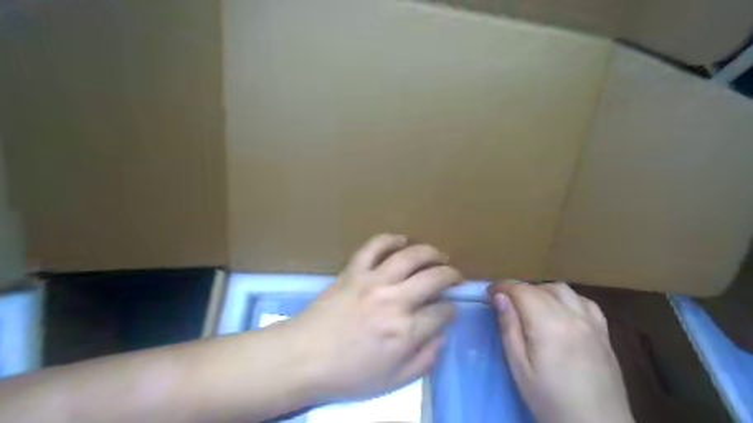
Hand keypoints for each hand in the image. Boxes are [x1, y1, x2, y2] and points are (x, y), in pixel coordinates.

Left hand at [286, 236, 458, 401]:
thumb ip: (424, 359)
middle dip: (451, 274)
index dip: (451, 309)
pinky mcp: (353, 270)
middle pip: (434, 277)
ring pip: (410, 256)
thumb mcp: (392, 381)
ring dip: (430, 252)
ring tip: (438, 255)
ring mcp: (373, 281)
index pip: (442, 312)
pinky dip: (390, 239)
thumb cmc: (347, 374)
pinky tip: (401, 240)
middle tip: (454, 276)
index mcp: (405, 331)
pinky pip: (374, 246)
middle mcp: (395, 300)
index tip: (450, 309)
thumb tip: (442, 336)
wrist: (302, 357)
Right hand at [489, 281, 632, 422]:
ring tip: (530, 305)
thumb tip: (499, 297)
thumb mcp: (519, 368)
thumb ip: (509, 328)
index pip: (522, 291)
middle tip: (505, 302)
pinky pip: (585, 302)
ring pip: (563, 290)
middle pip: (541, 288)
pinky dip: (567, 298)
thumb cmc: (550, 400)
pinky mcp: (604, 332)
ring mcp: (592, 323)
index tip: (489, 293)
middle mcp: (572, 316)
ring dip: (542, 290)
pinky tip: (561, 310)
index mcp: (549, 324)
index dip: (503, 286)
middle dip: (519, 289)